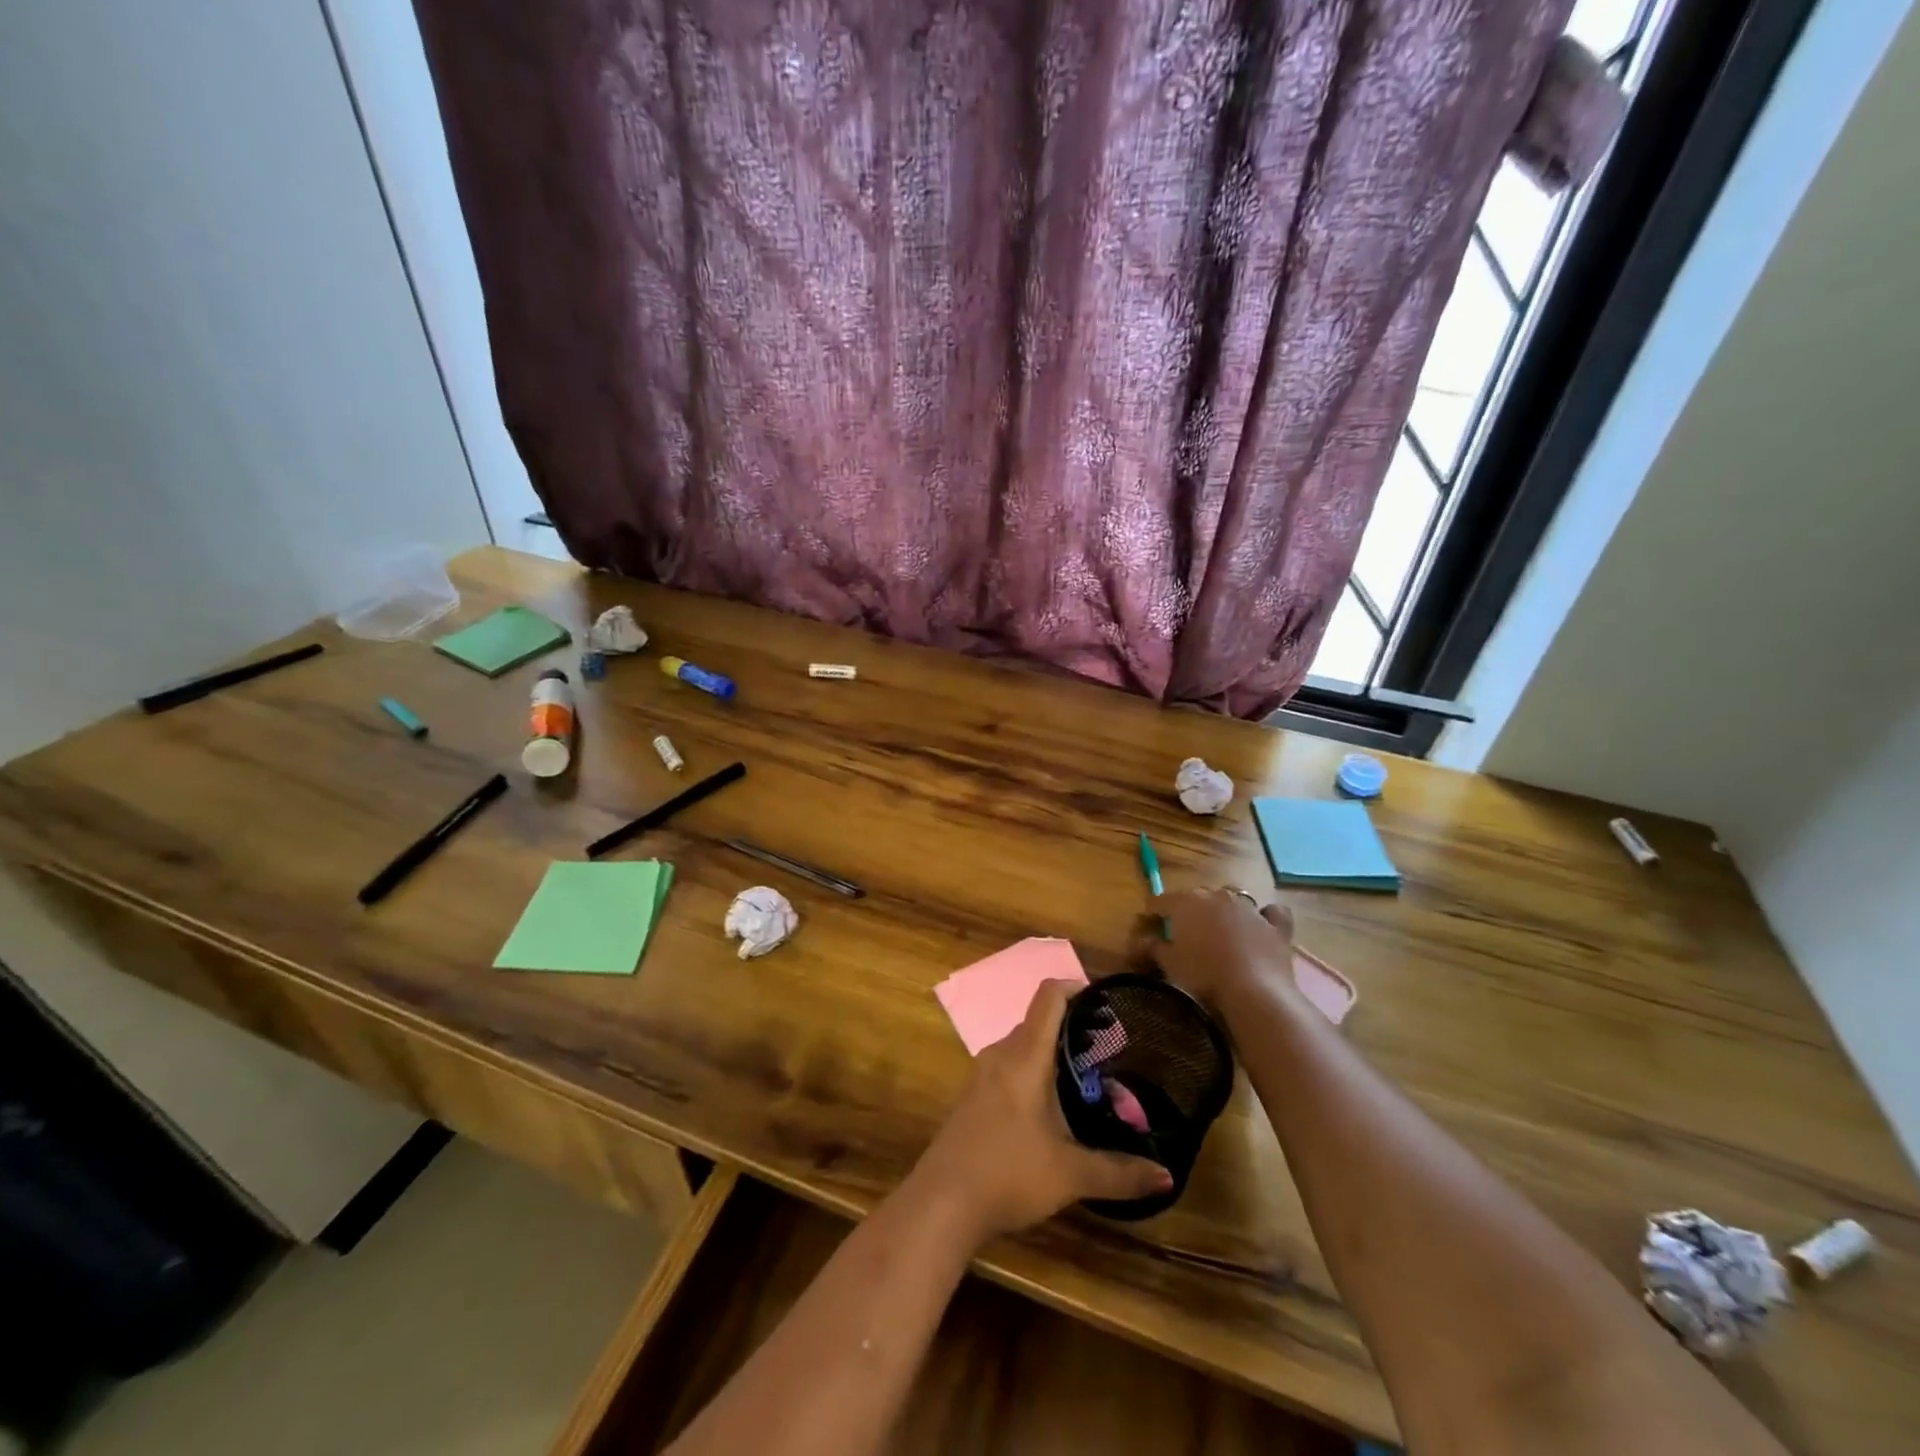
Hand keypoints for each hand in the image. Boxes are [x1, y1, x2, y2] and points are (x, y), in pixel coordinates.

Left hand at [910, 980, 1171, 1244]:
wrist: (941, 1203)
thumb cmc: (1008, 1173)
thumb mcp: (1070, 1175)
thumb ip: (1119, 1173)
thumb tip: (1166, 1177)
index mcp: (1025, 1056)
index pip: (1049, 996)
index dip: (1077, 987)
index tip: (1107, 1002)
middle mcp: (1001, 1054)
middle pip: (1039, 1021)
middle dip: (1074, 1027)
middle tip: (1109, 1049)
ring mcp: (983, 1074)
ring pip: (1023, 1046)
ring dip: (1053, 1052)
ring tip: (1087, 1078)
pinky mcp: (974, 1096)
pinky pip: (1009, 1066)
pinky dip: (1034, 1070)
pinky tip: (1052, 1107)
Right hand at [1129, 889, 1299, 1017]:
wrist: (1254, 991)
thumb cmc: (1203, 975)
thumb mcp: (1169, 964)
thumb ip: (1153, 947)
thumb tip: (1139, 941)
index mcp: (1186, 902)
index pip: (1160, 901)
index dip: (1152, 913)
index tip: (1148, 926)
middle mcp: (1216, 895)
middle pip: (1196, 896)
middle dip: (1188, 910)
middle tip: (1184, 933)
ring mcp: (1249, 907)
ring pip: (1232, 898)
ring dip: (1223, 909)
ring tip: (1220, 929)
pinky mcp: (1275, 924)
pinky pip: (1270, 912)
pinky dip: (1264, 917)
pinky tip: (1261, 926)